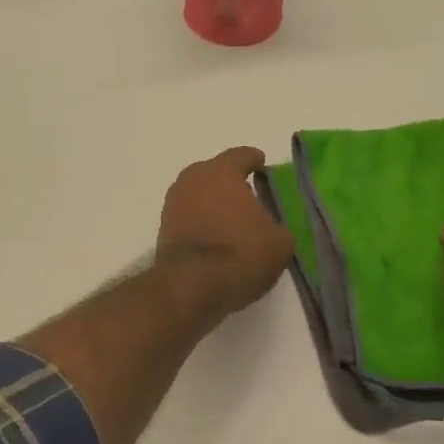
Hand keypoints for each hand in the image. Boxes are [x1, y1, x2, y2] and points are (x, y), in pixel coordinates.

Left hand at [155, 147, 295, 323]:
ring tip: (232, 219)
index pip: (241, 156)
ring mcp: (173, 204)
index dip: (254, 160)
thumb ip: (278, 225)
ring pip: (199, 195)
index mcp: (221, 171)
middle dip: (230, 181)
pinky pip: (189, 217)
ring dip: (213, 203)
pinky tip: (215, 236)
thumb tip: (271, 227)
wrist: (191, 287)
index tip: (261, 164)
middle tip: (248, 194)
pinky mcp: (163, 230)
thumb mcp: (279, 242)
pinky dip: (201, 222)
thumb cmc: (240, 254)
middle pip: (214, 173)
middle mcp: (192, 180)